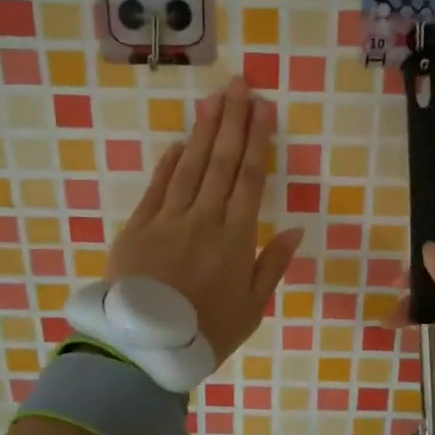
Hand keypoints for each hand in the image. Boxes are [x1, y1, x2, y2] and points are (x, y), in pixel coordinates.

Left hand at [107, 75, 303, 364]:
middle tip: (240, 85)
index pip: (251, 178)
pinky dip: (169, 163)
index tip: (264, 108)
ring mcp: (168, 219)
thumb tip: (296, 229)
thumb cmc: (205, 333)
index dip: (259, 140)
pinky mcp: (137, 227)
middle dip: (233, 120)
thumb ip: (273, 265)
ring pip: (191, 166)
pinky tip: (180, 141)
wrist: (143, 349)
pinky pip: (157, 187)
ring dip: (204, 130)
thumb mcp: (252, 309)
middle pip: (222, 162)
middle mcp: (204, 219)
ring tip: (214, 98)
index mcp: (235, 239)